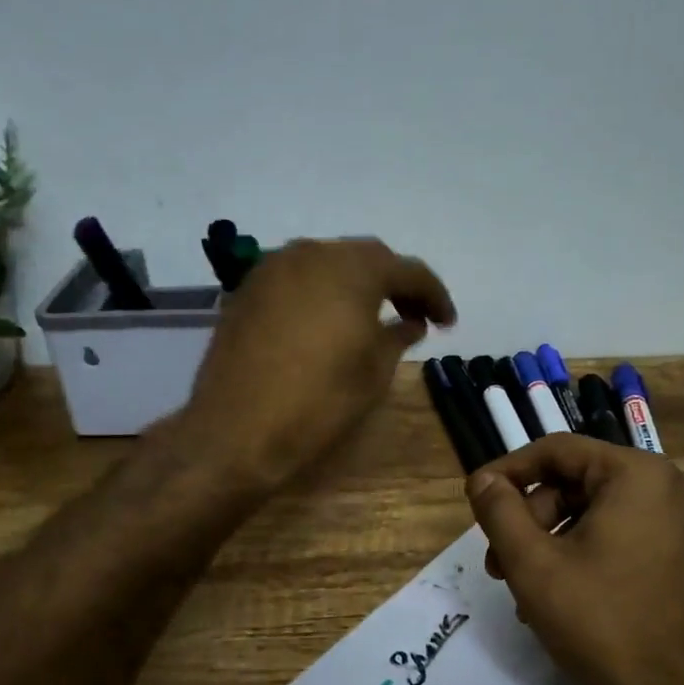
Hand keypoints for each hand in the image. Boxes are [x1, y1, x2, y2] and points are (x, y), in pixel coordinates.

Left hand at [174, 238, 455, 493]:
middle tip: (414, 315)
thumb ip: (397, 336)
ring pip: (328, 263)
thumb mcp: (373, 372)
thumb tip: (409, 322)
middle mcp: (311, 254)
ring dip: (355, 284)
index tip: (447, 322)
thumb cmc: (318, 401)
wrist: (236, 430)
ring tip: (372, 317)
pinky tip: (328, 321)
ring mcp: (273, 268)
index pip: (407, 270)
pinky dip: (321, 292)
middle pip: (365, 258)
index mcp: (352, 269)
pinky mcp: (247, 290)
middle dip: (395, 283)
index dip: (434, 295)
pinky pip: (297, 279)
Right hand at [466, 434, 683, 684]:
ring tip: (525, 587)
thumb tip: (482, 480)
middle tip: (499, 560)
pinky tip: (561, 595)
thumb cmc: (603, 625)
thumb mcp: (534, 565)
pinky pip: (626, 534)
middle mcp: (672, 486)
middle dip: (532, 517)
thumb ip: (500, 511)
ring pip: (599, 511)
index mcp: (639, 475)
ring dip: (554, 540)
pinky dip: (587, 553)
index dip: (509, 471)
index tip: (476, 499)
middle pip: (579, 481)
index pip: (558, 450)